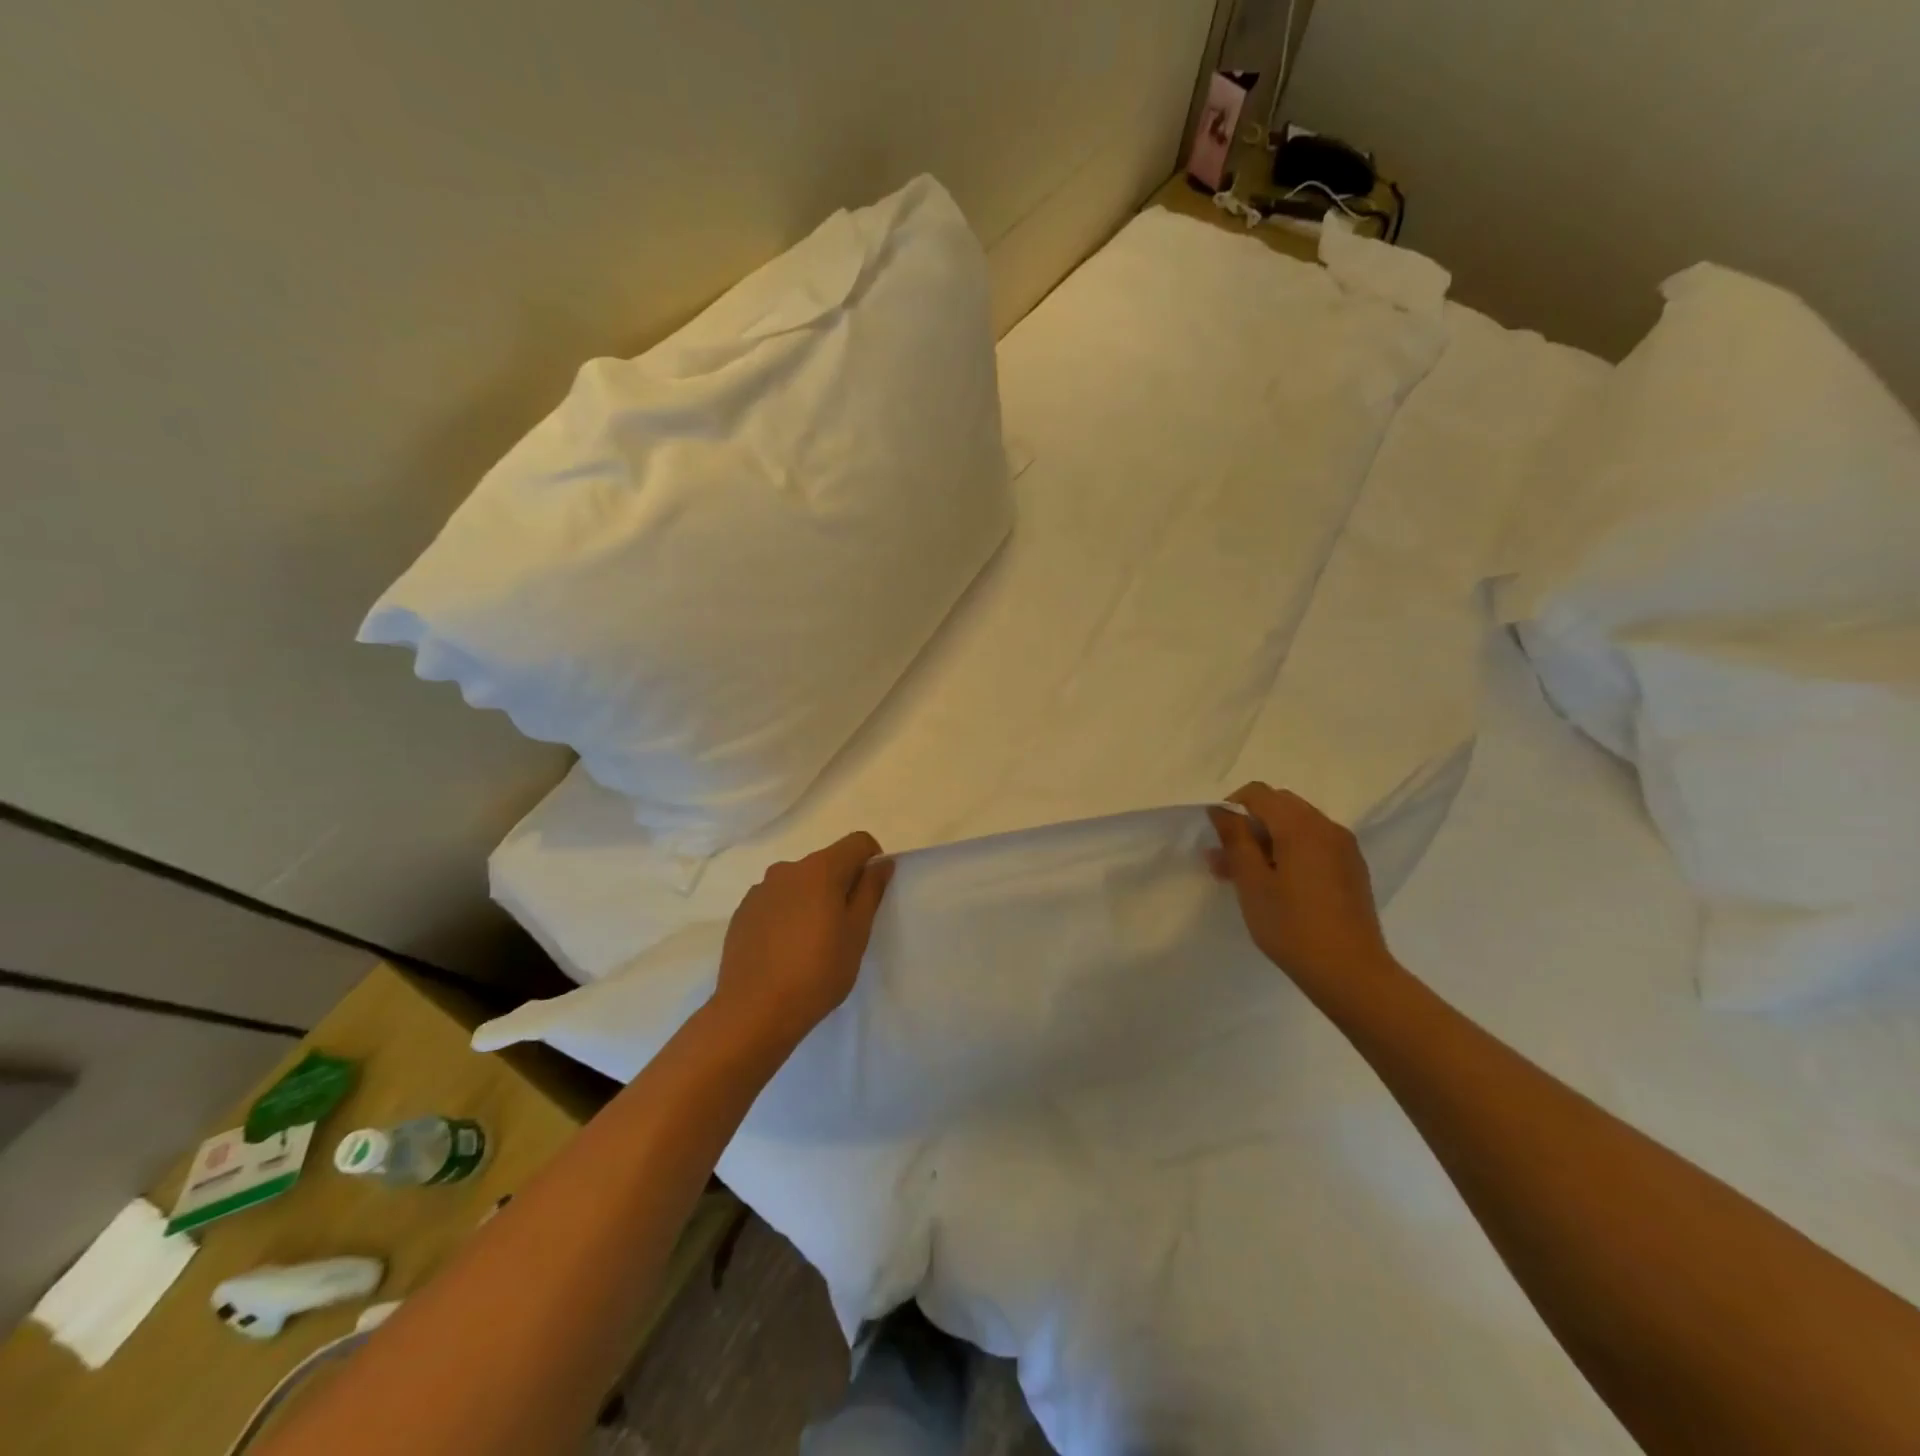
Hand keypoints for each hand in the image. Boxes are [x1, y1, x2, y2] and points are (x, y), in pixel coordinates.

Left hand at [713, 831, 893, 1052]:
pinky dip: (788, 914)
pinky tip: (785, 950)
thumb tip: (881, 862)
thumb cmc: (817, 972)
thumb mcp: (857, 934)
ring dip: (813, 899)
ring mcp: (760, 890)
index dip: (872, 860)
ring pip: (799, 883)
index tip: (872, 894)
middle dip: (841, 884)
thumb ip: (871, 891)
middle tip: (845, 927)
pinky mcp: (742, 912)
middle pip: (827, 862)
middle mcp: (787, 869)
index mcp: (820, 869)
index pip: (857, 842)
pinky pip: (776, 901)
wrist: (753, 1012)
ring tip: (812, 942)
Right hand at [1208, 783, 1395, 996]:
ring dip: (1269, 840)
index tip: (1218, 840)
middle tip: (1228, 859)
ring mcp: (1344, 848)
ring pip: (1297, 826)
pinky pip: (1315, 844)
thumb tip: (1221, 810)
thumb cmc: (1292, 927)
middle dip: (1250, 825)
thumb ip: (1235, 840)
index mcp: (1301, 826)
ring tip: (1247, 876)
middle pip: (1280, 805)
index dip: (1232, 808)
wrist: (1351, 973)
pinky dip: (1291, 852)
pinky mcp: (1352, 869)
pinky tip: (1280, 886)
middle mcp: (1327, 827)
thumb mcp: (1252, 883)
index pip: (1258, 793)